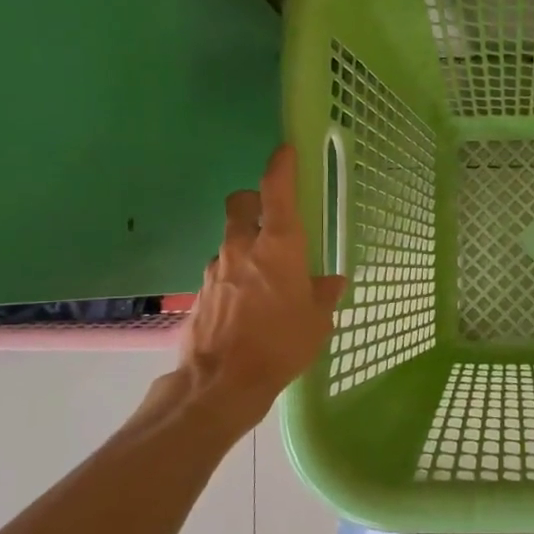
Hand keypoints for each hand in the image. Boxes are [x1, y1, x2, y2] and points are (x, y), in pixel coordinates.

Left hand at [150, 146, 346, 430]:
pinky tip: (247, 305)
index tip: (285, 151)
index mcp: (278, 247)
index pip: (276, 191)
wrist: (222, 382)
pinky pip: (221, 271)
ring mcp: (216, 269)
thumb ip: (323, 294)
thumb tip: (332, 280)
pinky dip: (234, 276)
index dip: (281, 167)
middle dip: (253, 201)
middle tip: (271, 221)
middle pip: (240, 203)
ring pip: (229, 239)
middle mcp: (243, 248)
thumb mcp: (317, 322)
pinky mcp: (201, 292)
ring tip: (265, 277)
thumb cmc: (280, 345)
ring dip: (245, 245)